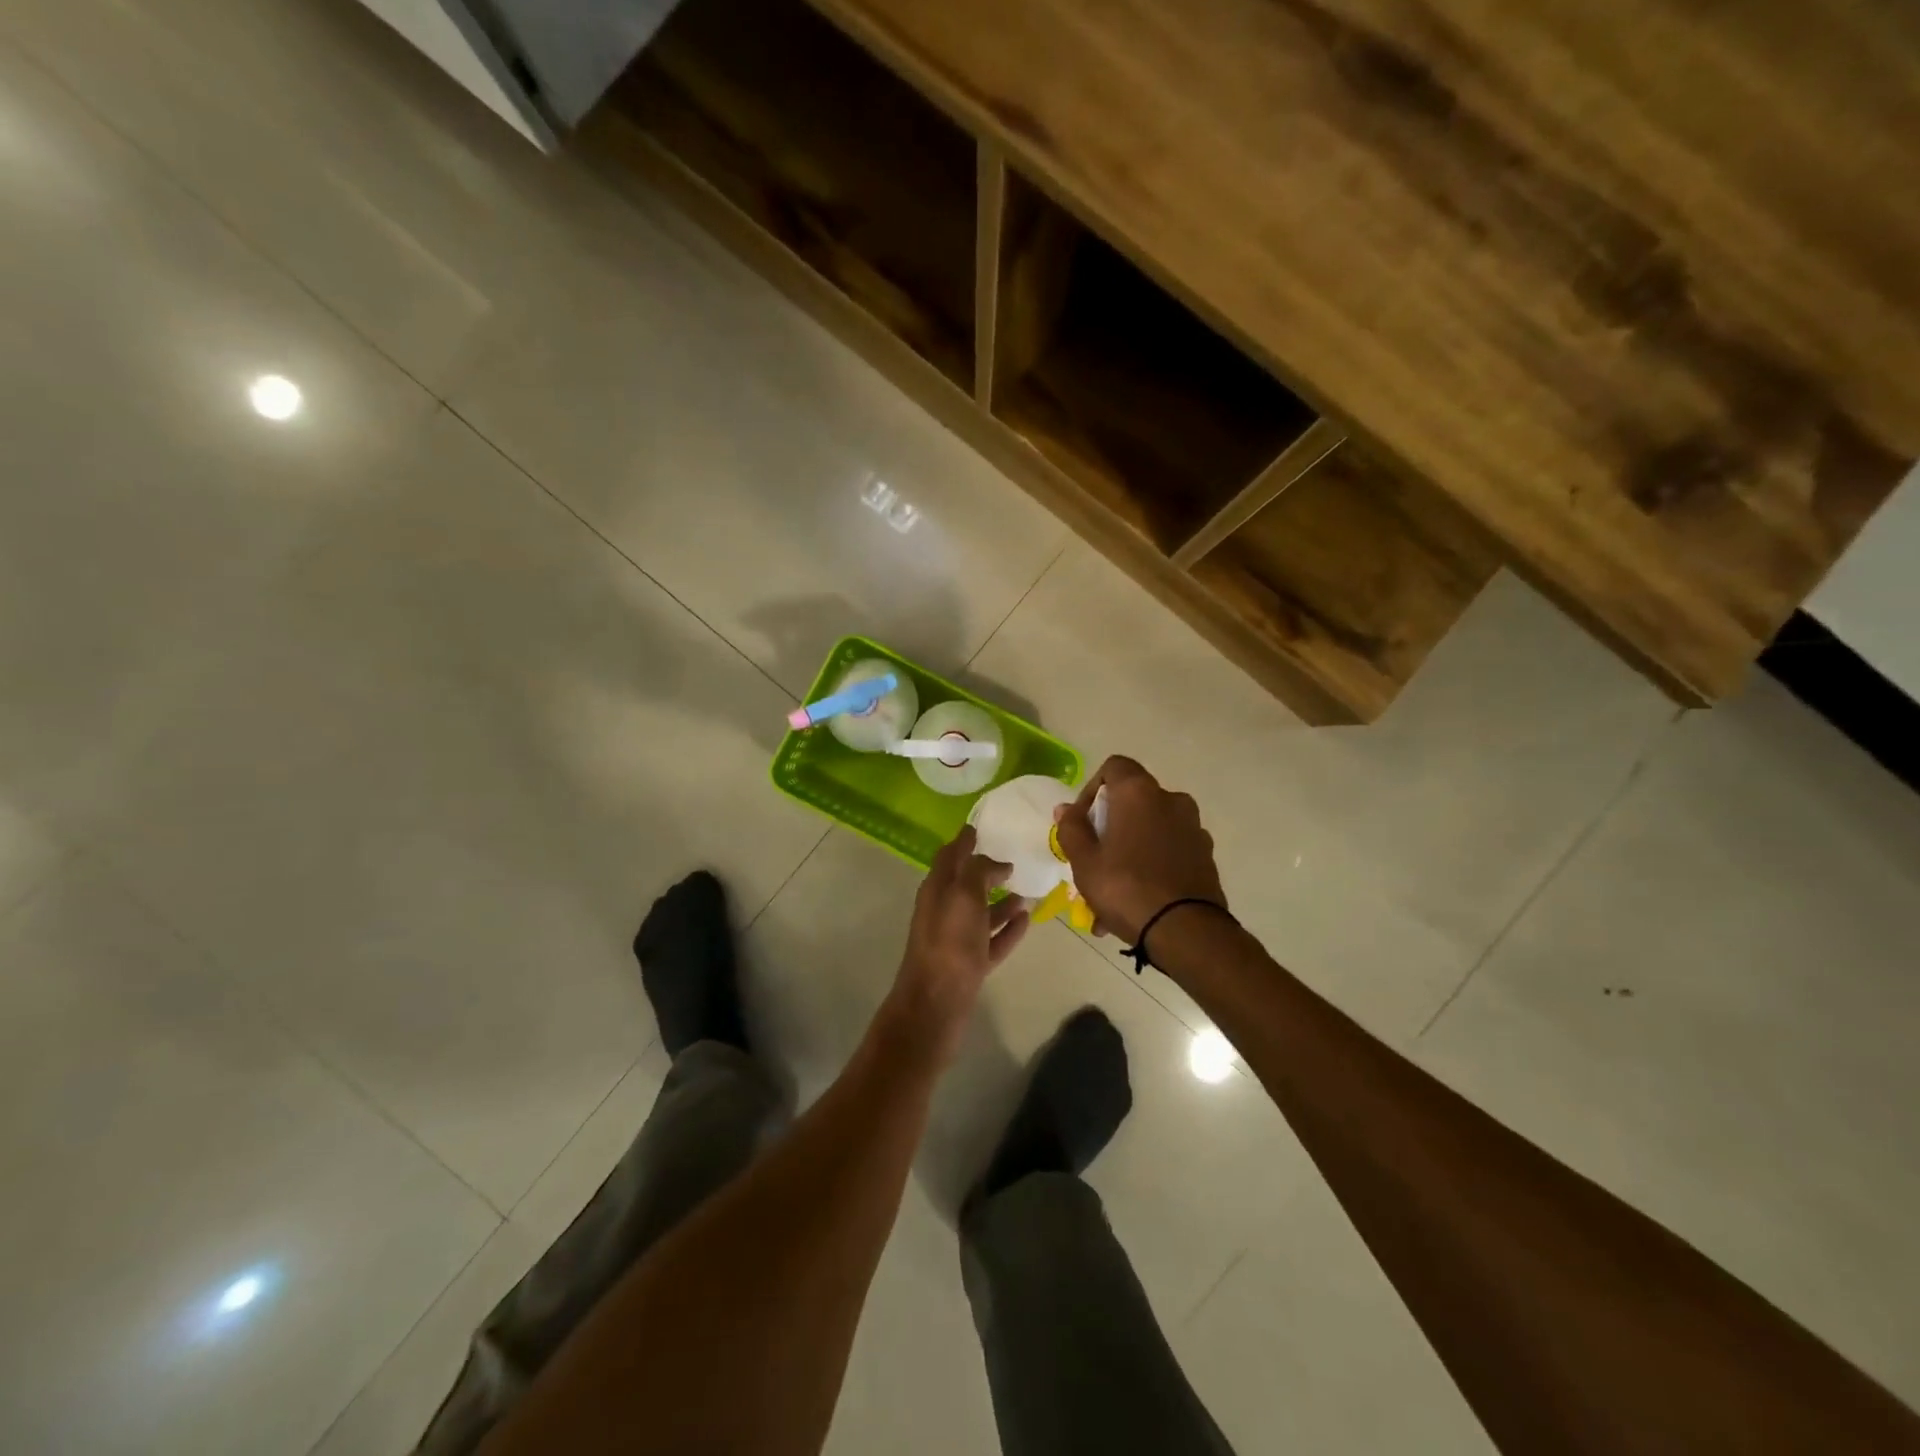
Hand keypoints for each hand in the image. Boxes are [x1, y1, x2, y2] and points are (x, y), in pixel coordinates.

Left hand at [883, 827, 1030, 1061]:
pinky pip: (992, 939)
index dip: (964, 840)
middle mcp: (944, 910)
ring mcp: (957, 939)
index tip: (981, 826)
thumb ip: (979, 871)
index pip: (949, 855)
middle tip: (1013, 858)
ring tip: (1027, 891)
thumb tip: (996, 862)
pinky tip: (1026, 920)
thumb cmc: (949, 942)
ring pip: (981, 912)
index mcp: (937, 889)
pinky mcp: (970, 964)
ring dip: (1001, 901)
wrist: (936, 1003)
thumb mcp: (964, 895)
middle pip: (966, 883)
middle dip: (986, 870)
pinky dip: (1008, 928)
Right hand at [1054, 756, 1225, 943]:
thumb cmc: (1126, 887)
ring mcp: (1193, 828)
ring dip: (1129, 853)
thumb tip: (1066, 808)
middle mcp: (1171, 800)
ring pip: (1150, 832)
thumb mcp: (1084, 861)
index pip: (1115, 766)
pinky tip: (1137, 905)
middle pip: (1133, 802)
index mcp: (1139, 793)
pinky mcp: (1206, 856)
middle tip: (1092, 861)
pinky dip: (1151, 868)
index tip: (1082, 820)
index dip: (1093, 788)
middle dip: (1109, 829)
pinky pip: (1169, 854)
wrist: (1186, 931)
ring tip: (1110, 897)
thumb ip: (1071, 828)